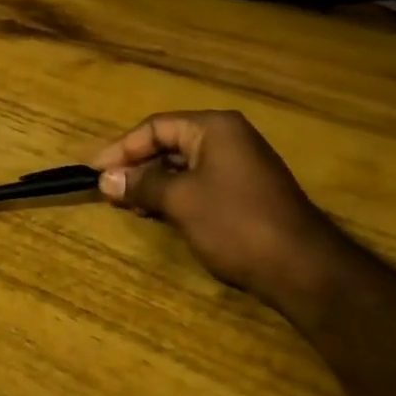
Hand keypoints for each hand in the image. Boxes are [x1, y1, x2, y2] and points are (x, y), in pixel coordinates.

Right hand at [92, 110, 342, 304]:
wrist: (302, 267)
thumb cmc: (235, 223)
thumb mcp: (180, 200)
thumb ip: (141, 184)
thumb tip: (105, 179)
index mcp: (214, 128)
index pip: (155, 127)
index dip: (121, 148)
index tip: (93, 171)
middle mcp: (228, 138)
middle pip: (169, 144)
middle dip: (136, 166)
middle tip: (108, 190)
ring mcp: (240, 166)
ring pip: (182, 166)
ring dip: (153, 184)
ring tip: (127, 206)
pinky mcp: (245, 193)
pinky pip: (199, 184)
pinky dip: (174, 196)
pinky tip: (157, 214)